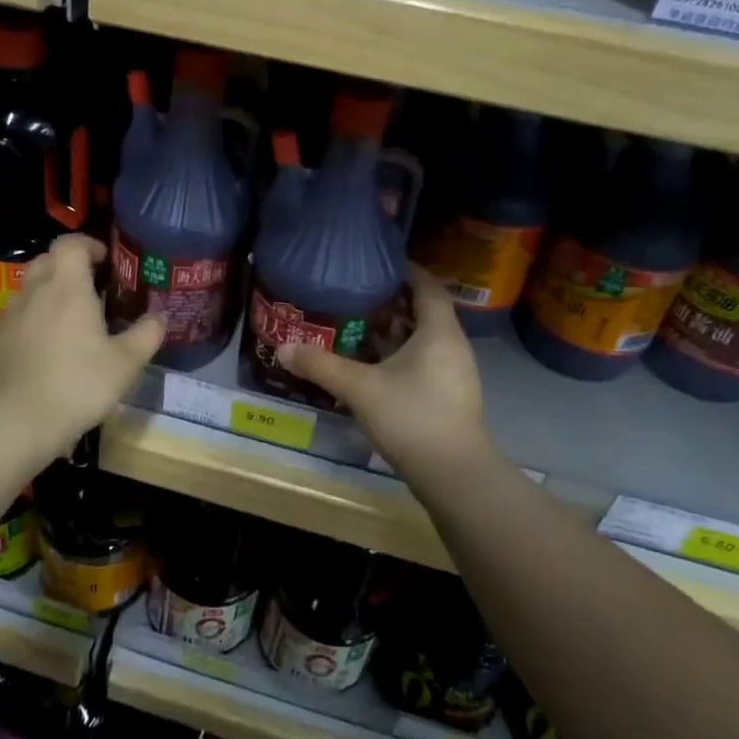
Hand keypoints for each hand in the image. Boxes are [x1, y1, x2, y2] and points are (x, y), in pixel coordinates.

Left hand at [0, 234, 164, 462]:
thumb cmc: (76, 384)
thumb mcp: (125, 364)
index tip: (106, 261)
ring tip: (70, 319)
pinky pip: (16, 316)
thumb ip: (146, 335)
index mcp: (67, 286)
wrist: (13, 422)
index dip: (89, 244)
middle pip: (48, 260)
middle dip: (69, 266)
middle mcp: (35, 291)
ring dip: (49, 292)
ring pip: (29, 288)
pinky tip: (46, 347)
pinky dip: (32, 319)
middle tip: (92, 289)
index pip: (71, 243)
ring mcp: (9, 315)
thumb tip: (160, 317)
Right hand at [280, 266, 491, 481]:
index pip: (428, 287)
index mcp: (439, 332)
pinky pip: (425, 361)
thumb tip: (283, 348)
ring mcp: (454, 374)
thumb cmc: (411, 417)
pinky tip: (374, 366)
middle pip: (425, 312)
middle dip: (393, 302)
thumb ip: (321, 366)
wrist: (454, 475)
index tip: (380, 263)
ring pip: (424, 339)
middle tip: (358, 295)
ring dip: (396, 331)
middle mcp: (453, 346)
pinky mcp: (449, 396)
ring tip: (360, 326)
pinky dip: (401, 355)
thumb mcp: (360, 388)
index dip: (407, 271)